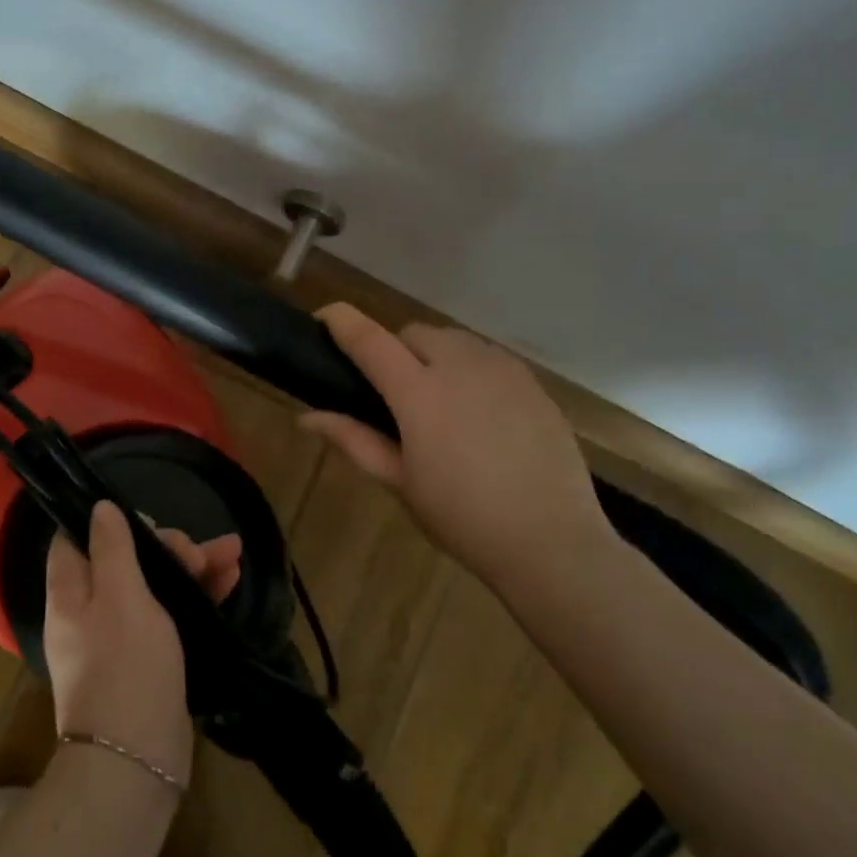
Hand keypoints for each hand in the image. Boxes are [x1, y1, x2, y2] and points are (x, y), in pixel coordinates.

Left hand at [43, 502, 241, 791]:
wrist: (137, 759)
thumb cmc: (124, 666)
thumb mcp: (119, 596)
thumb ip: (112, 548)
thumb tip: (98, 508)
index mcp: (71, 592)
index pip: (76, 539)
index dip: (109, 521)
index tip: (145, 518)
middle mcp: (91, 610)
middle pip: (126, 560)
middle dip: (166, 547)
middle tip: (196, 553)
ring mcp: (121, 637)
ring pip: (156, 586)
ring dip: (192, 567)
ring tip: (234, 553)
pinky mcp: (150, 659)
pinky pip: (172, 614)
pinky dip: (197, 595)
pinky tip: (231, 580)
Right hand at [301, 303, 613, 589]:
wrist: (550, 540)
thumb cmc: (462, 517)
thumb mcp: (400, 482)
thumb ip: (353, 440)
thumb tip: (306, 418)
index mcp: (419, 394)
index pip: (370, 340)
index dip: (342, 321)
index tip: (324, 316)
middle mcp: (461, 366)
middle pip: (414, 333)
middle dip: (395, 350)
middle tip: (393, 394)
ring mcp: (502, 370)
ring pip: (455, 340)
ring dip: (433, 355)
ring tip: (438, 401)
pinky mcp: (532, 382)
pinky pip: (489, 357)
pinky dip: (470, 369)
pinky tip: (478, 411)